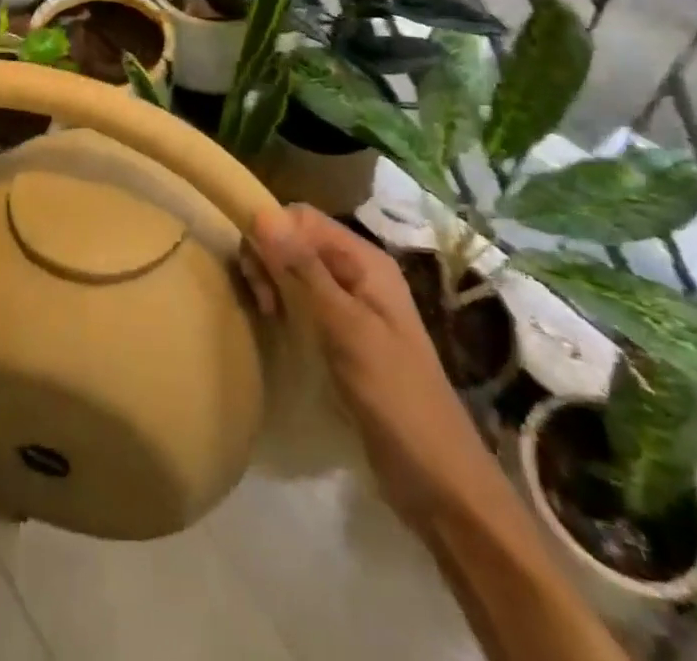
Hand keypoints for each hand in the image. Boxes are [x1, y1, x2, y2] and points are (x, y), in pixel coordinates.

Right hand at [247, 204, 464, 508]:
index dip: (272, 234)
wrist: (439, 481)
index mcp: (366, 261)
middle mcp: (358, 273)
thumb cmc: (394, 396)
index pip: (303, 218)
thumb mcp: (346, 328)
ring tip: (267, 317)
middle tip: (262, 303)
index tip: (257, 276)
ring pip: (296, 271)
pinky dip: (284, 306)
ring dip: (273, 283)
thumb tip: (262, 214)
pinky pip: (303, 302)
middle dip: (269, 259)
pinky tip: (277, 330)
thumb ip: (304, 270)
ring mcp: (352, 306)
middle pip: (297, 240)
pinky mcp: (344, 337)